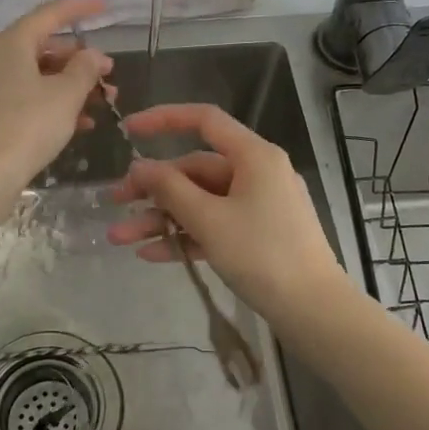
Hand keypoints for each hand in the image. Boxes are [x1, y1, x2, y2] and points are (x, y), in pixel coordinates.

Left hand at [0, 0, 114, 191]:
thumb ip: (86, 68)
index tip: (104, 7)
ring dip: (72, 84)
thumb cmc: (29, 124)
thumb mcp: (67, 94)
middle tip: (108, 73)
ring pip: (39, 74)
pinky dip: (55, 101)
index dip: (79, 9)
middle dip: (80, 59)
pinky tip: (82, 122)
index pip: (49, 14)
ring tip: (104, 101)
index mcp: (12, 43)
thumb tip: (94, 55)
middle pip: (45, 47)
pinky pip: (29, 95)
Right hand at [107, 102, 351, 322]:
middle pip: (195, 169)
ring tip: (120, 239)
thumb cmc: (262, 254)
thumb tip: (139, 165)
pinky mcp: (257, 234)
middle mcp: (257, 173)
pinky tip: (150, 255)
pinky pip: (214, 225)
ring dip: (161, 218)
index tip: (128, 130)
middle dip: (153, 188)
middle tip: (114, 203)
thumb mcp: (210, 220)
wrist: (313, 310)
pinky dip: (185, 236)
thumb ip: (170, 189)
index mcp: (254, 156)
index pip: (204, 120)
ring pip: (200, 201)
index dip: (164, 120)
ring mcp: (258, 205)